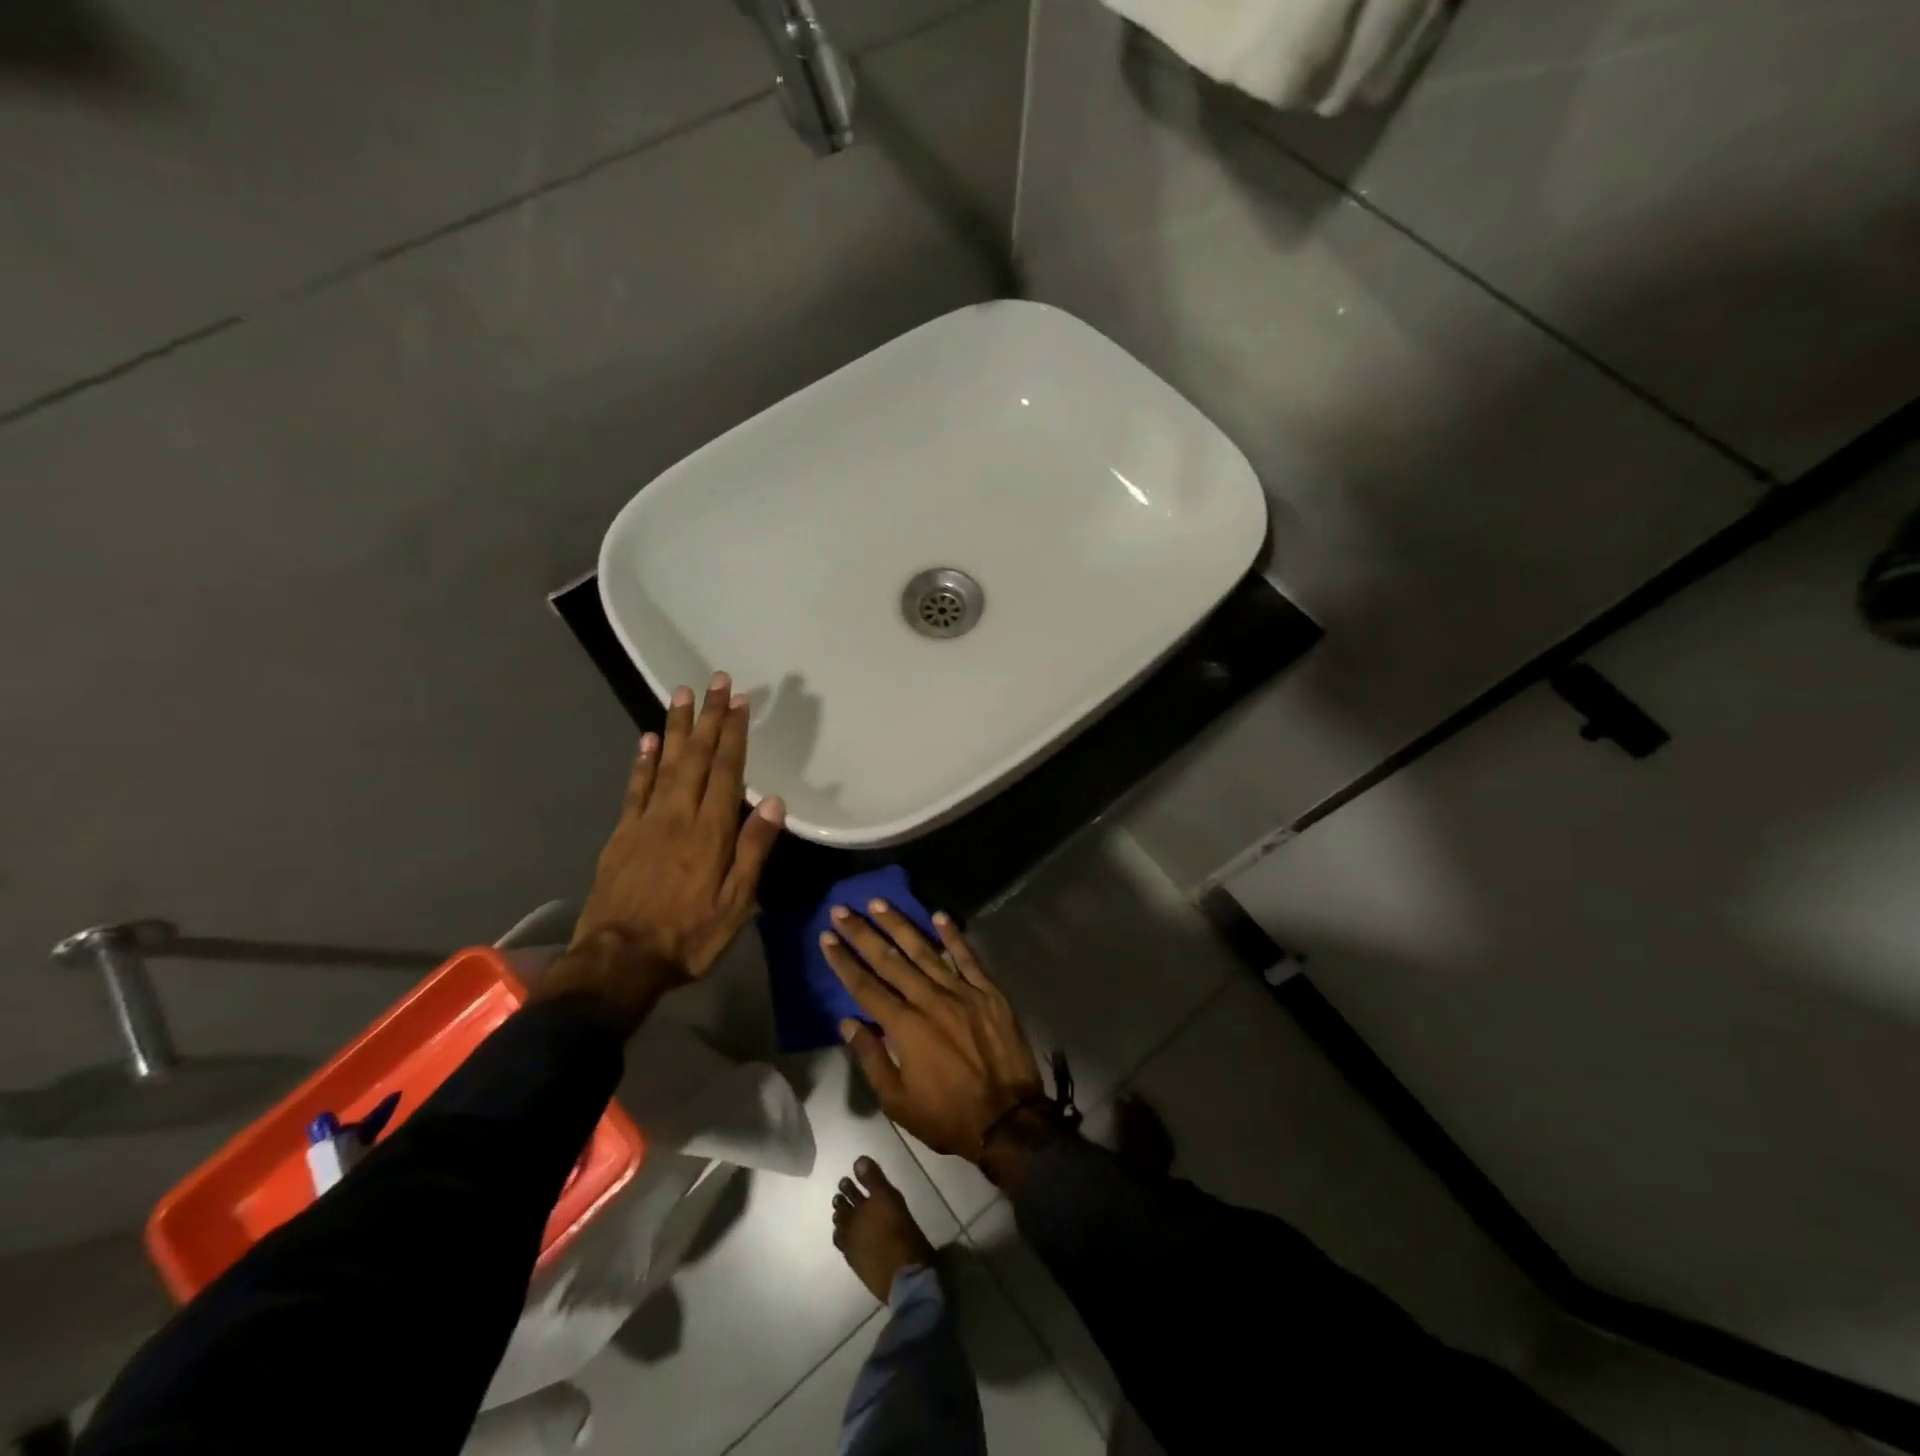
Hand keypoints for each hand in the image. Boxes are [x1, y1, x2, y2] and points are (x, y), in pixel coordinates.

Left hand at [544, 672, 784, 1029]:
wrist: (619, 961)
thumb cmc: (688, 936)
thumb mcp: (737, 903)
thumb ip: (753, 850)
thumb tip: (773, 801)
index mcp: (711, 832)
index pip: (726, 771)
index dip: (735, 734)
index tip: (741, 702)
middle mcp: (679, 816)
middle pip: (697, 758)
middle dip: (710, 717)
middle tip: (717, 681)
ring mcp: (646, 822)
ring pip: (666, 764)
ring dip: (678, 727)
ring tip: (683, 694)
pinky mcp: (622, 834)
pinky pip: (635, 788)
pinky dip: (643, 761)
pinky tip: (650, 739)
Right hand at [820, 901, 1043, 1162]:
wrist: (1009, 1120)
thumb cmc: (947, 1116)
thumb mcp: (897, 1101)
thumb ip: (871, 1058)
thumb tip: (848, 1022)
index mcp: (904, 1027)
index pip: (865, 986)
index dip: (844, 961)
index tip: (827, 938)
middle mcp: (929, 1000)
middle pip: (890, 960)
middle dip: (863, 933)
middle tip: (842, 910)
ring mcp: (961, 992)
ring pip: (925, 950)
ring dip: (900, 925)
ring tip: (879, 903)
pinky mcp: (989, 992)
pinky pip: (968, 957)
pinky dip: (953, 935)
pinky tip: (939, 915)